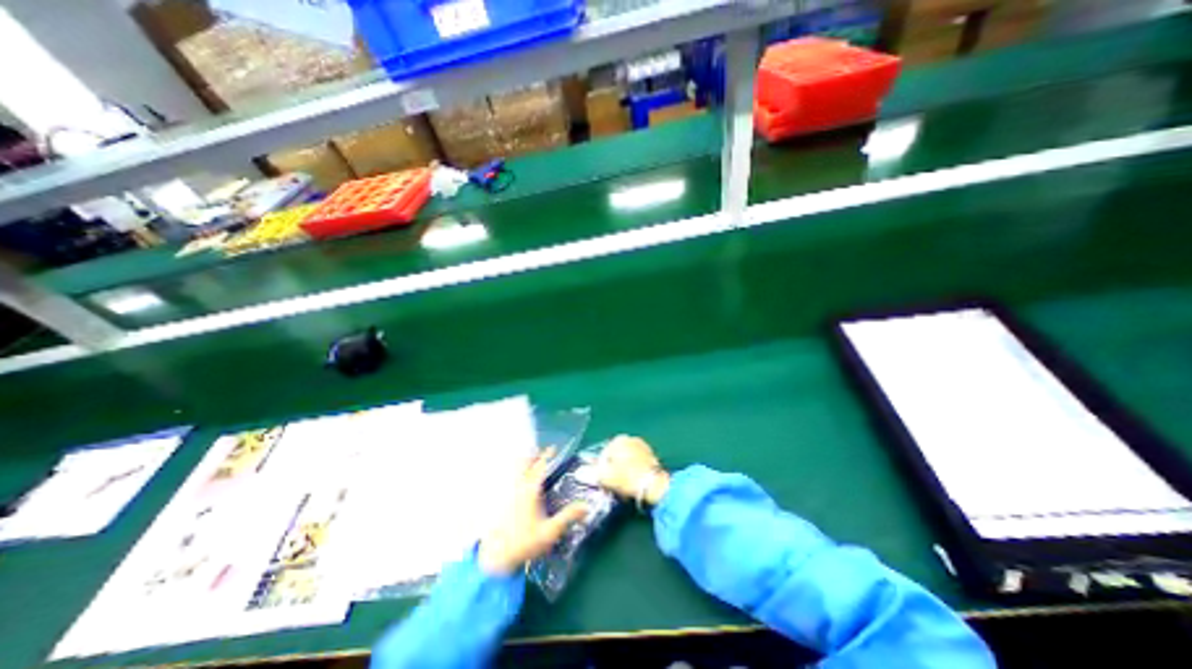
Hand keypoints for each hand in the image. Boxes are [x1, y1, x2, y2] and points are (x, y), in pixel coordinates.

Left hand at [477, 449, 585, 575]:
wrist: (496, 559)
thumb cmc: (525, 543)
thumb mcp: (550, 532)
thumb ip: (568, 517)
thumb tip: (586, 506)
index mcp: (530, 490)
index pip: (540, 467)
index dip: (547, 456)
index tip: (553, 448)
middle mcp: (517, 487)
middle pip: (522, 463)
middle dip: (532, 455)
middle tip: (541, 453)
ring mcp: (507, 493)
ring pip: (513, 470)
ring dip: (522, 464)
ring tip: (531, 465)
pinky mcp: (500, 501)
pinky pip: (508, 481)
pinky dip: (514, 476)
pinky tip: (519, 484)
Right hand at [596, 438, 669, 502]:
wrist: (654, 485)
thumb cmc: (627, 478)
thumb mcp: (605, 477)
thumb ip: (592, 473)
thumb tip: (581, 472)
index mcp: (618, 439)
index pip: (603, 455)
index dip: (601, 470)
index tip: (604, 483)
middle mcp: (631, 439)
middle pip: (616, 457)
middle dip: (613, 470)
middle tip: (613, 485)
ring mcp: (643, 446)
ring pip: (627, 461)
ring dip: (624, 472)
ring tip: (624, 487)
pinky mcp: (652, 456)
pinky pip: (637, 464)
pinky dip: (634, 472)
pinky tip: (635, 484)